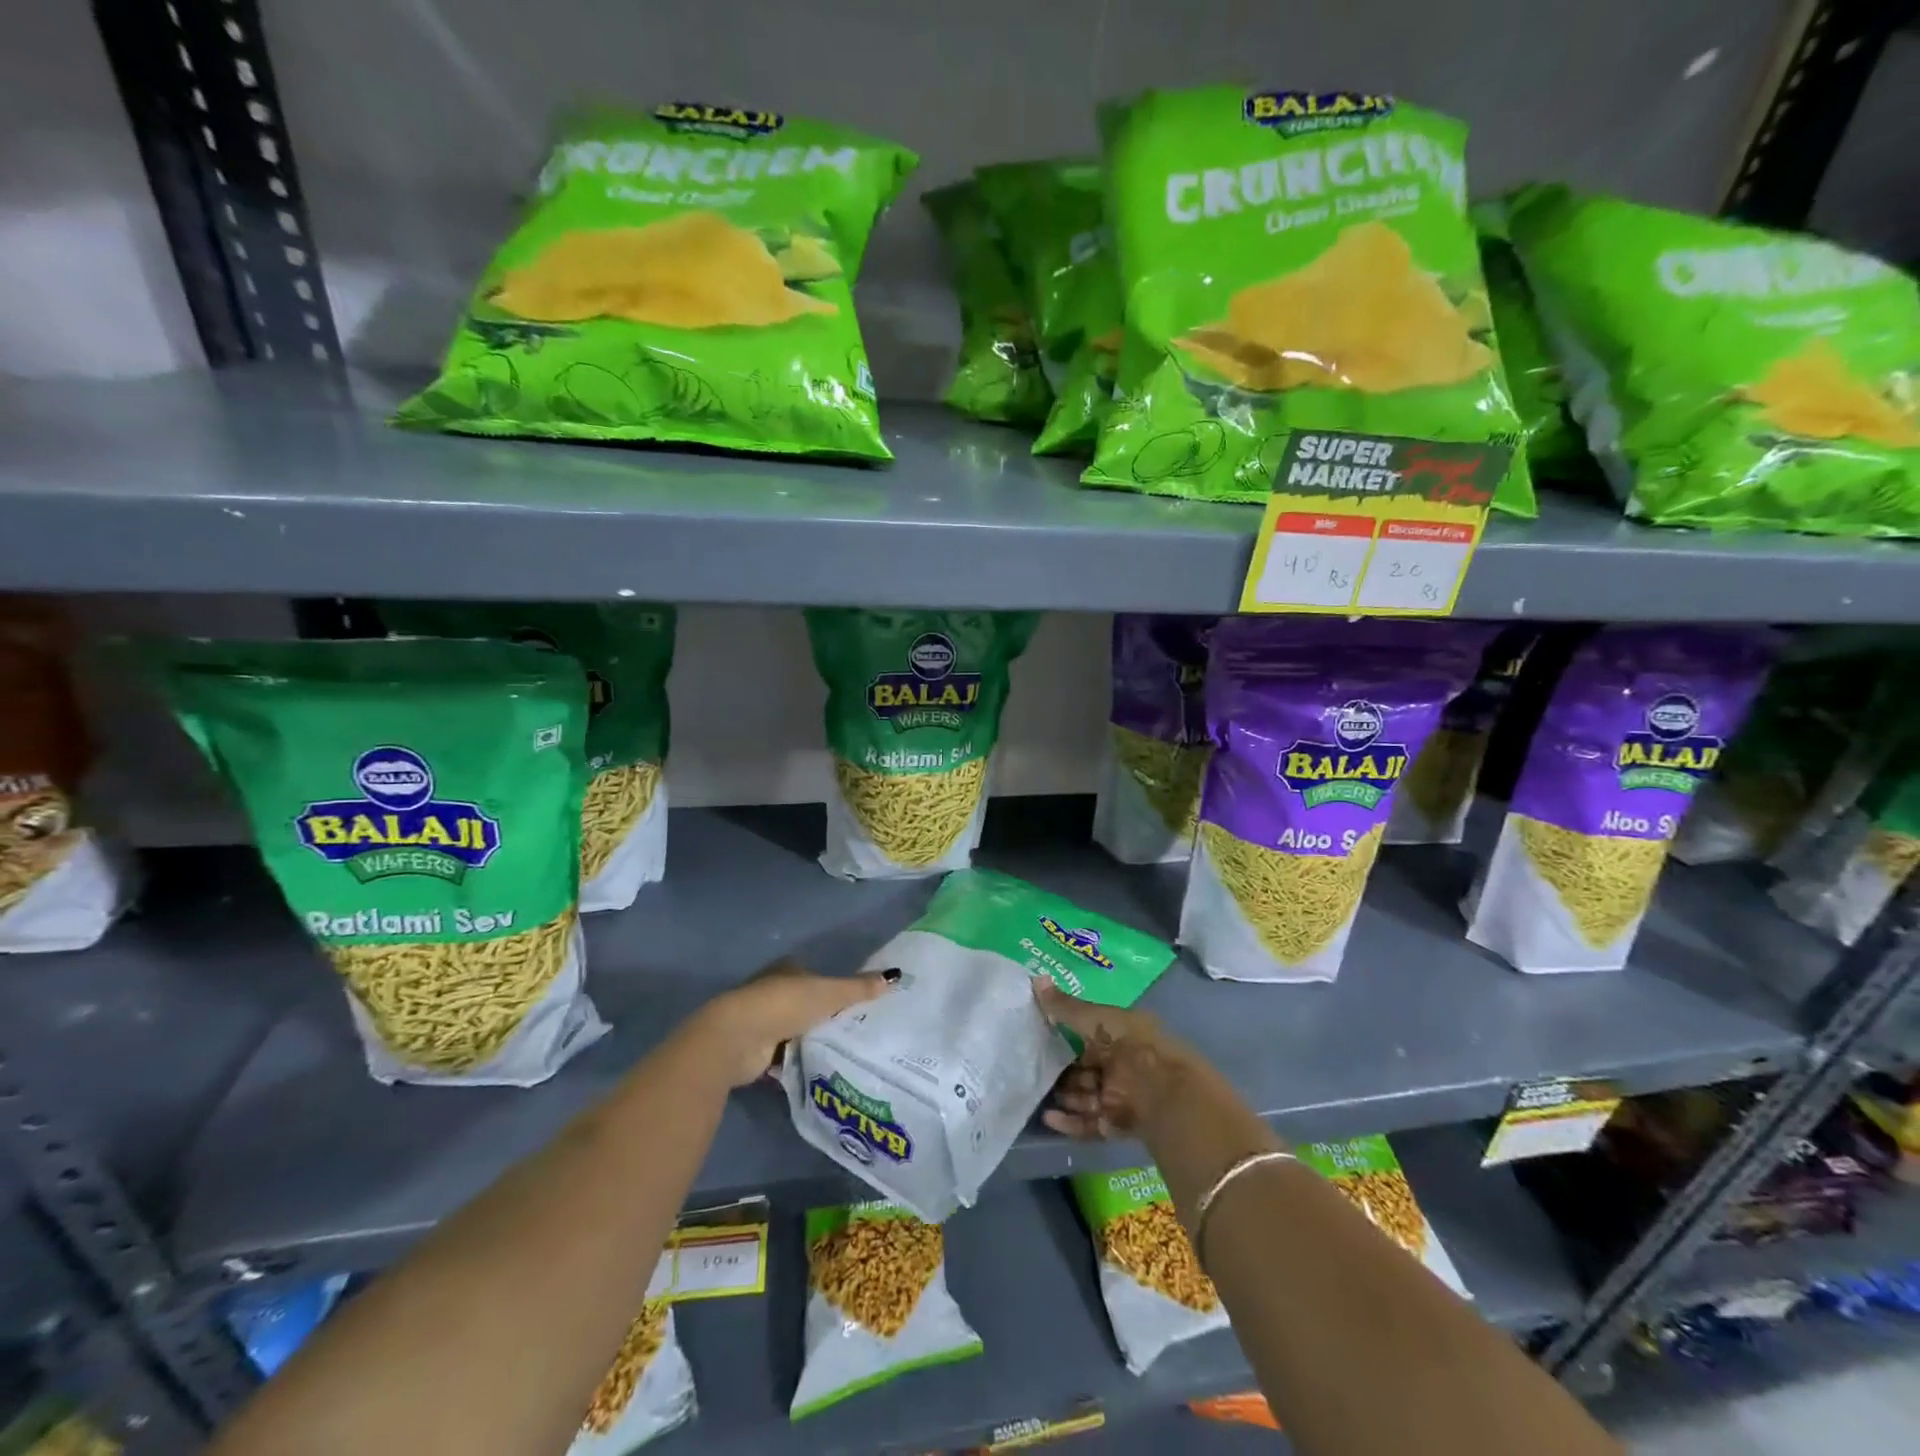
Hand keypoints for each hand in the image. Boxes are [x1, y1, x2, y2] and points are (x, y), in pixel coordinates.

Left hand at [690, 958, 896, 1087]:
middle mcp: (772, 991)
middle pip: (804, 1003)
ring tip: (842, 1052)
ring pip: (794, 1030)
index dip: (832, 986)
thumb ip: (860, 988)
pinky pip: (784, 1055)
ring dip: (810, 1039)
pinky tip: (818, 1070)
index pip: (814, 974)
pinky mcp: (756, 1051)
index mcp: (787, 970)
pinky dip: (797, 1061)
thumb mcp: (829, 993)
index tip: (854, 1002)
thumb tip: (896, 976)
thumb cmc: (783, 1004)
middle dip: (823, 1015)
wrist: (736, 1039)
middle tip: (854, 1030)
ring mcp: (762, 1022)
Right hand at [1032, 981, 1197, 1139]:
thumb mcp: (1095, 1018)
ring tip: (1037, 1094)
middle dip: (1061, 1071)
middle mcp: (1119, 1065)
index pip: (1088, 1035)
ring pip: (1084, 1097)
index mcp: (1118, 1036)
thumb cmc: (1129, 1044)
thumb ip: (1064, 1006)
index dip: (1065, 1036)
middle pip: (1084, 1069)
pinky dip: (1070, 1123)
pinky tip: (1049, 1118)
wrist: (1163, 1090)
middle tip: (1032, 1068)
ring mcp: (1119, 1096)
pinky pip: (1089, 1124)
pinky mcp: (1117, 1123)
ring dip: (1064, 1096)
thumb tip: (1036, 978)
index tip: (1038, 1036)